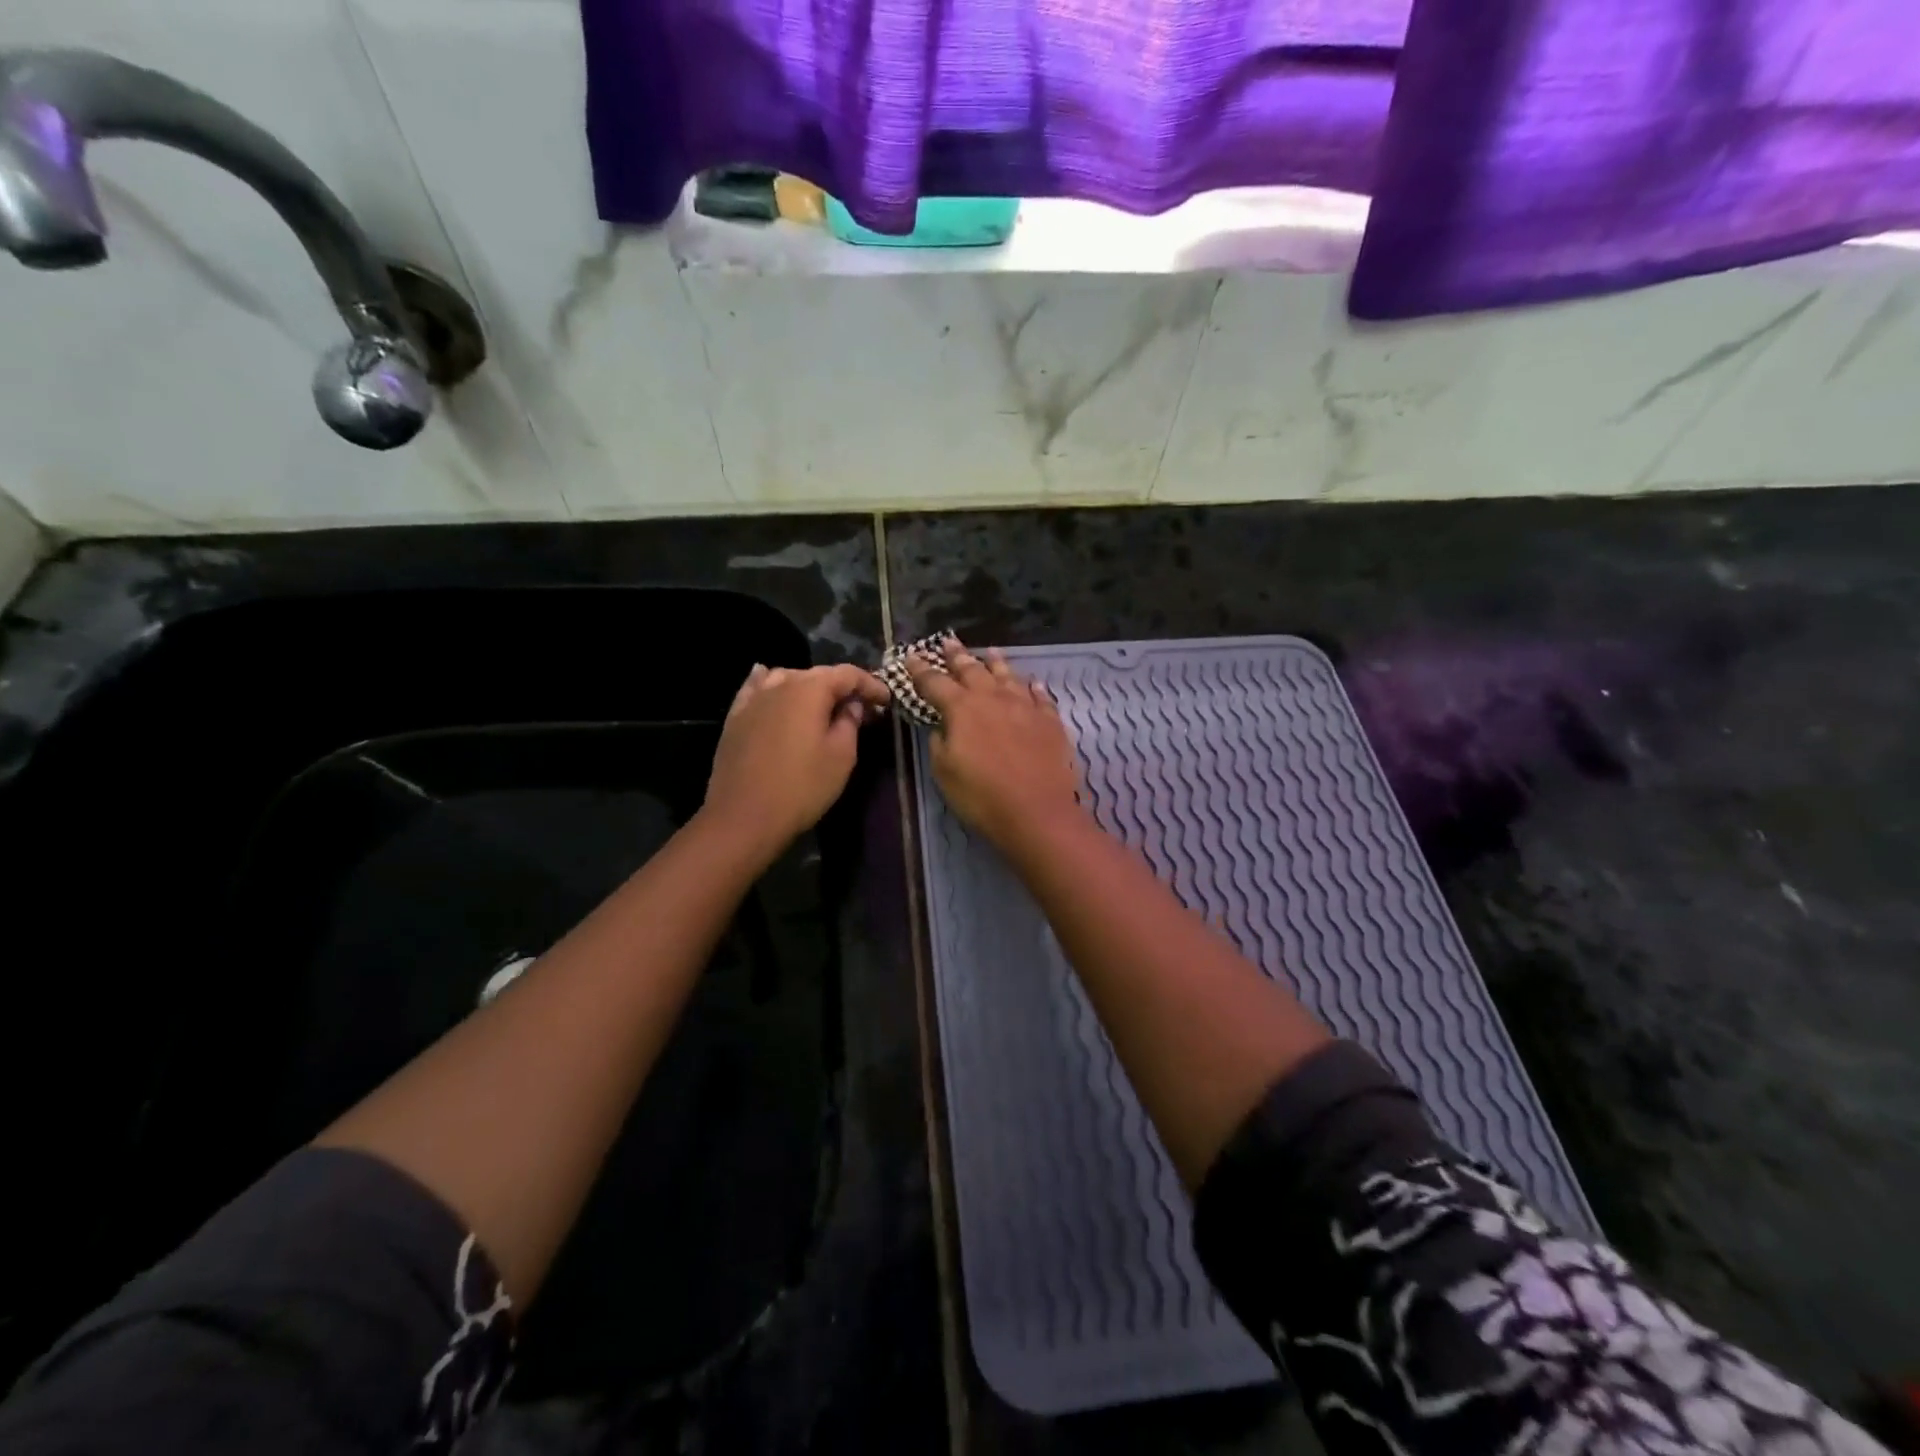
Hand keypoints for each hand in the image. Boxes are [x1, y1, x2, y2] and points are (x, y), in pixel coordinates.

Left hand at [702, 663, 889, 860]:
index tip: (886, 701)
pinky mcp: (734, 717)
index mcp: (810, 690)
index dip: (870, 684)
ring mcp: (753, 699)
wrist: (743, 816)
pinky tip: (774, 687)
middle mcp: (779, 684)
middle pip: (817, 675)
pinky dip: (772, 685)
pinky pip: (757, 688)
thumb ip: (850, 723)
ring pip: (786, 678)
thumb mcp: (841, 757)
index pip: (847, 674)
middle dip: (842, 687)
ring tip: (822, 705)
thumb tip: (851, 705)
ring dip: (809, 687)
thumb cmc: (801, 787)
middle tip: (860, 708)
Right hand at [907, 637, 1083, 852]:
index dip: (920, 669)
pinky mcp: (1050, 720)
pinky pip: (1041, 696)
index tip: (911, 656)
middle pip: (972, 670)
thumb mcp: (944, 771)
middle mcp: (993, 698)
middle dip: (957, 656)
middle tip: (948, 642)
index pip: (935, 682)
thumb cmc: (981, 796)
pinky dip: (1033, 687)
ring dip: (996, 663)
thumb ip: (940, 741)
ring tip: (990, 651)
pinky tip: (1032, 683)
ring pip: (1008, 676)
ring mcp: (1025, 706)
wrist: (1037, 812)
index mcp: (962, 709)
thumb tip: (943, 725)